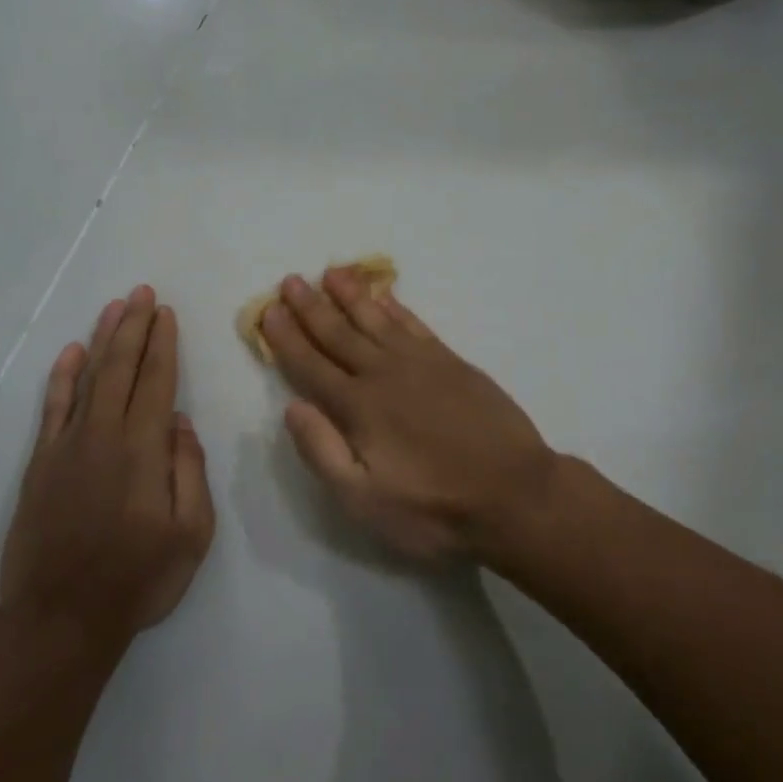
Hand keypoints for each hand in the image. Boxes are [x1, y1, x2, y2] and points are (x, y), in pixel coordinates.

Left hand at [0, 286, 214, 643]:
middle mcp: (104, 435)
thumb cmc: (138, 578)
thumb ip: (189, 471)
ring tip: (115, 307)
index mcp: (143, 450)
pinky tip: (73, 353)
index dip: (163, 344)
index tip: (166, 313)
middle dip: (134, 326)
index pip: (157, 381)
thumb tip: (180, 423)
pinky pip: (53, 408)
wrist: (61, 618)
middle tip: (143, 293)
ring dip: (103, 339)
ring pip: (89, 378)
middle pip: (121, 368)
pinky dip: (63, 377)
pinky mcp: (41, 464)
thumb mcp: (192, 533)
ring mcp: (67, 447)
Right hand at [259, 269, 558, 562]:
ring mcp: (422, 364)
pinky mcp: (453, 363)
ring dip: (350, 296)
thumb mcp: (364, 501)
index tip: (268, 312)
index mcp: (358, 407)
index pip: (311, 365)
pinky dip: (396, 308)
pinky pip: (415, 325)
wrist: (515, 494)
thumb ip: (323, 452)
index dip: (286, 339)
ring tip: (331, 273)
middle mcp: (384, 374)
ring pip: (376, 319)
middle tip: (291, 280)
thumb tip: (293, 407)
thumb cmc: (434, 508)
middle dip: (311, 307)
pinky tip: (384, 297)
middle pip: (338, 334)